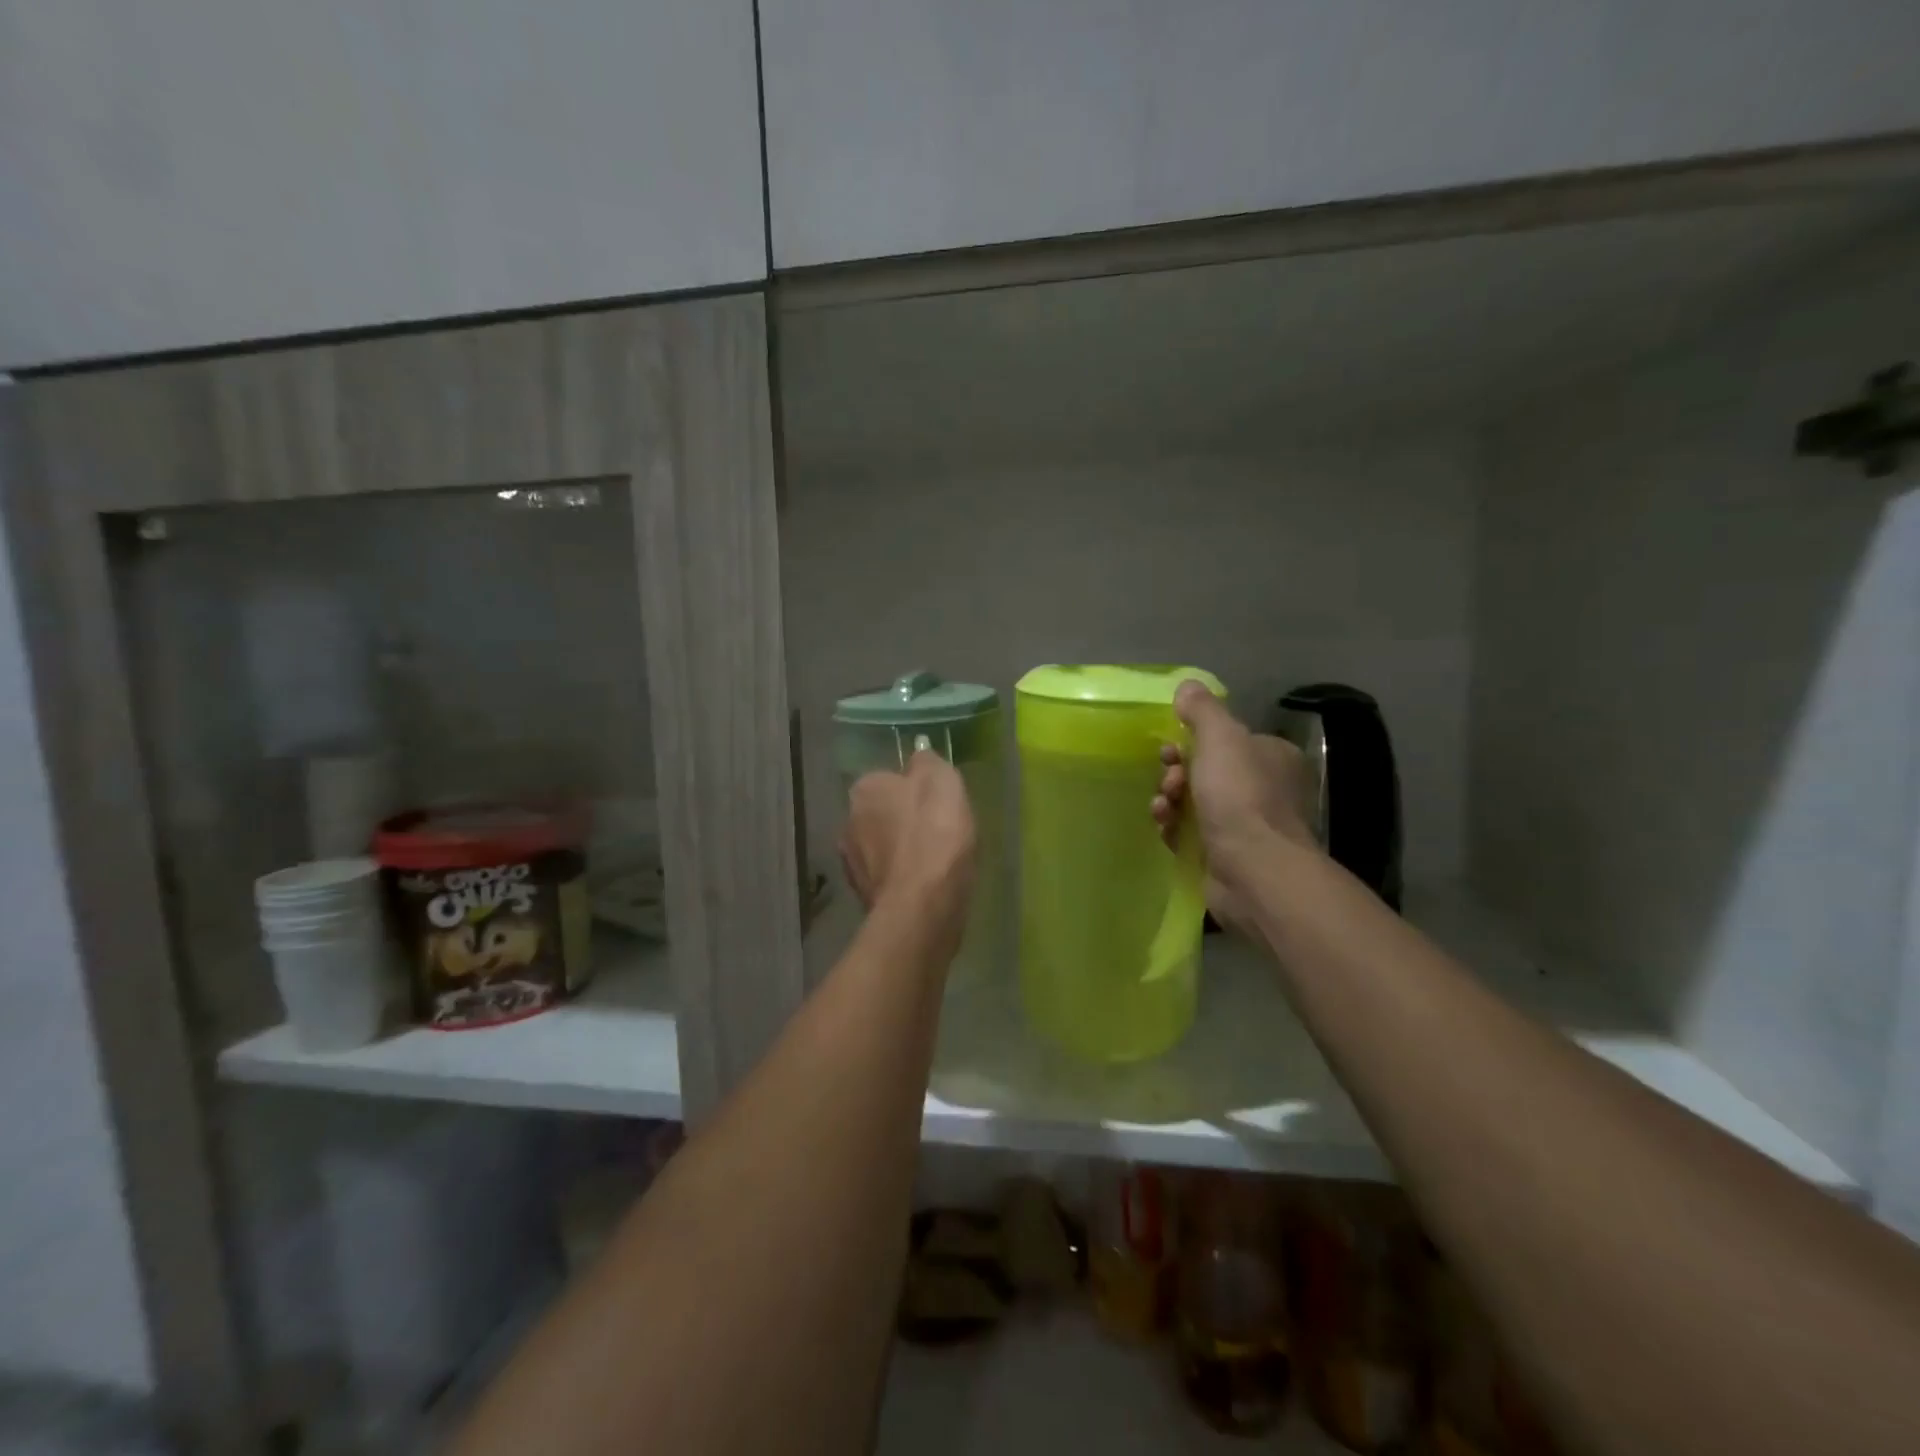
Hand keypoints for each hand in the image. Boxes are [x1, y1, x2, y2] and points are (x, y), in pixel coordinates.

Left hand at [840, 750, 977, 955]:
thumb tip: (919, 756)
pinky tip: (926, 885)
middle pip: (881, 813)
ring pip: (881, 847)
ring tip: (935, 862)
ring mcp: (852, 862)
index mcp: (865, 789)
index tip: (937, 802)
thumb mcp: (943, 781)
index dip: (913, 789)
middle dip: (903, 820)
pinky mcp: (863, 897)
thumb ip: (928, 763)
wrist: (923, 906)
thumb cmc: (935, 834)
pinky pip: (888, 877)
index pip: (887, 779)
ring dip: (901, 851)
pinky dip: (903, 879)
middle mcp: (848, 821)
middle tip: (938, 831)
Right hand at [1150, 681, 1318, 929]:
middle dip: (1177, 772)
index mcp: (1270, 757)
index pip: (1226, 740)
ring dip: (1170, 800)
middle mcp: (1263, 789)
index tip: (1171, 747)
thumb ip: (1203, 710)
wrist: (1253, 870)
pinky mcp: (1225, 856)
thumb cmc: (1240, 796)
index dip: (1192, 740)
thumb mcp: (1221, 738)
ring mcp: (1245, 826)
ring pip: (1194, 803)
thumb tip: (1188, 686)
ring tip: (1164, 807)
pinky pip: (1190, 833)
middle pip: (1206, 771)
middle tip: (1170, 781)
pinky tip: (1165, 829)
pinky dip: (1173, 828)